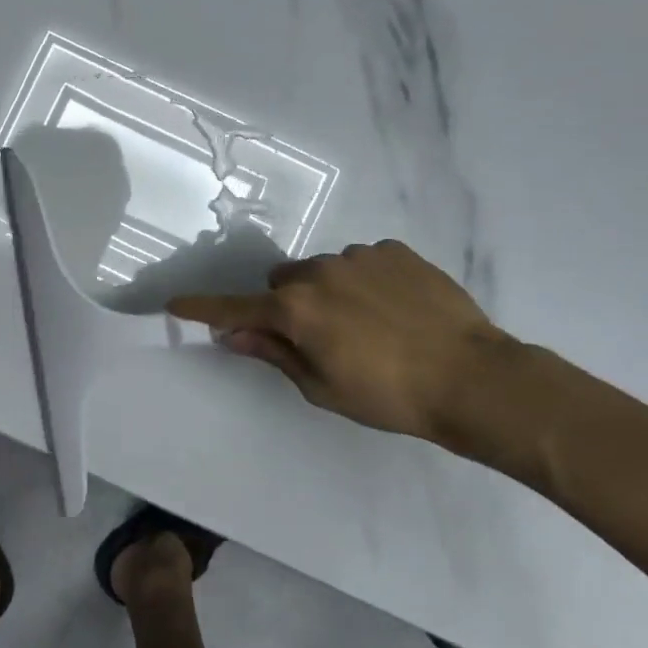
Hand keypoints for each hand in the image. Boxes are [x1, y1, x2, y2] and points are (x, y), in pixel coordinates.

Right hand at [168, 240, 508, 441]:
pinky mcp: (394, 250)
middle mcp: (319, 272)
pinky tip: (396, 309)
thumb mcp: (322, 387)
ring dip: (329, 292)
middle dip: (288, 305)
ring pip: (324, 270)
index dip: (203, 308)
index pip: (236, 308)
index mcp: (296, 309)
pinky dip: (366, 281)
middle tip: (319, 338)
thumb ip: (274, 353)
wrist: (473, 379)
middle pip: (283, 283)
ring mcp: (359, 256)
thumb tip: (233, 334)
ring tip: (370, 325)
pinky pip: (363, 261)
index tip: (174, 304)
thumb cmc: (389, 396)